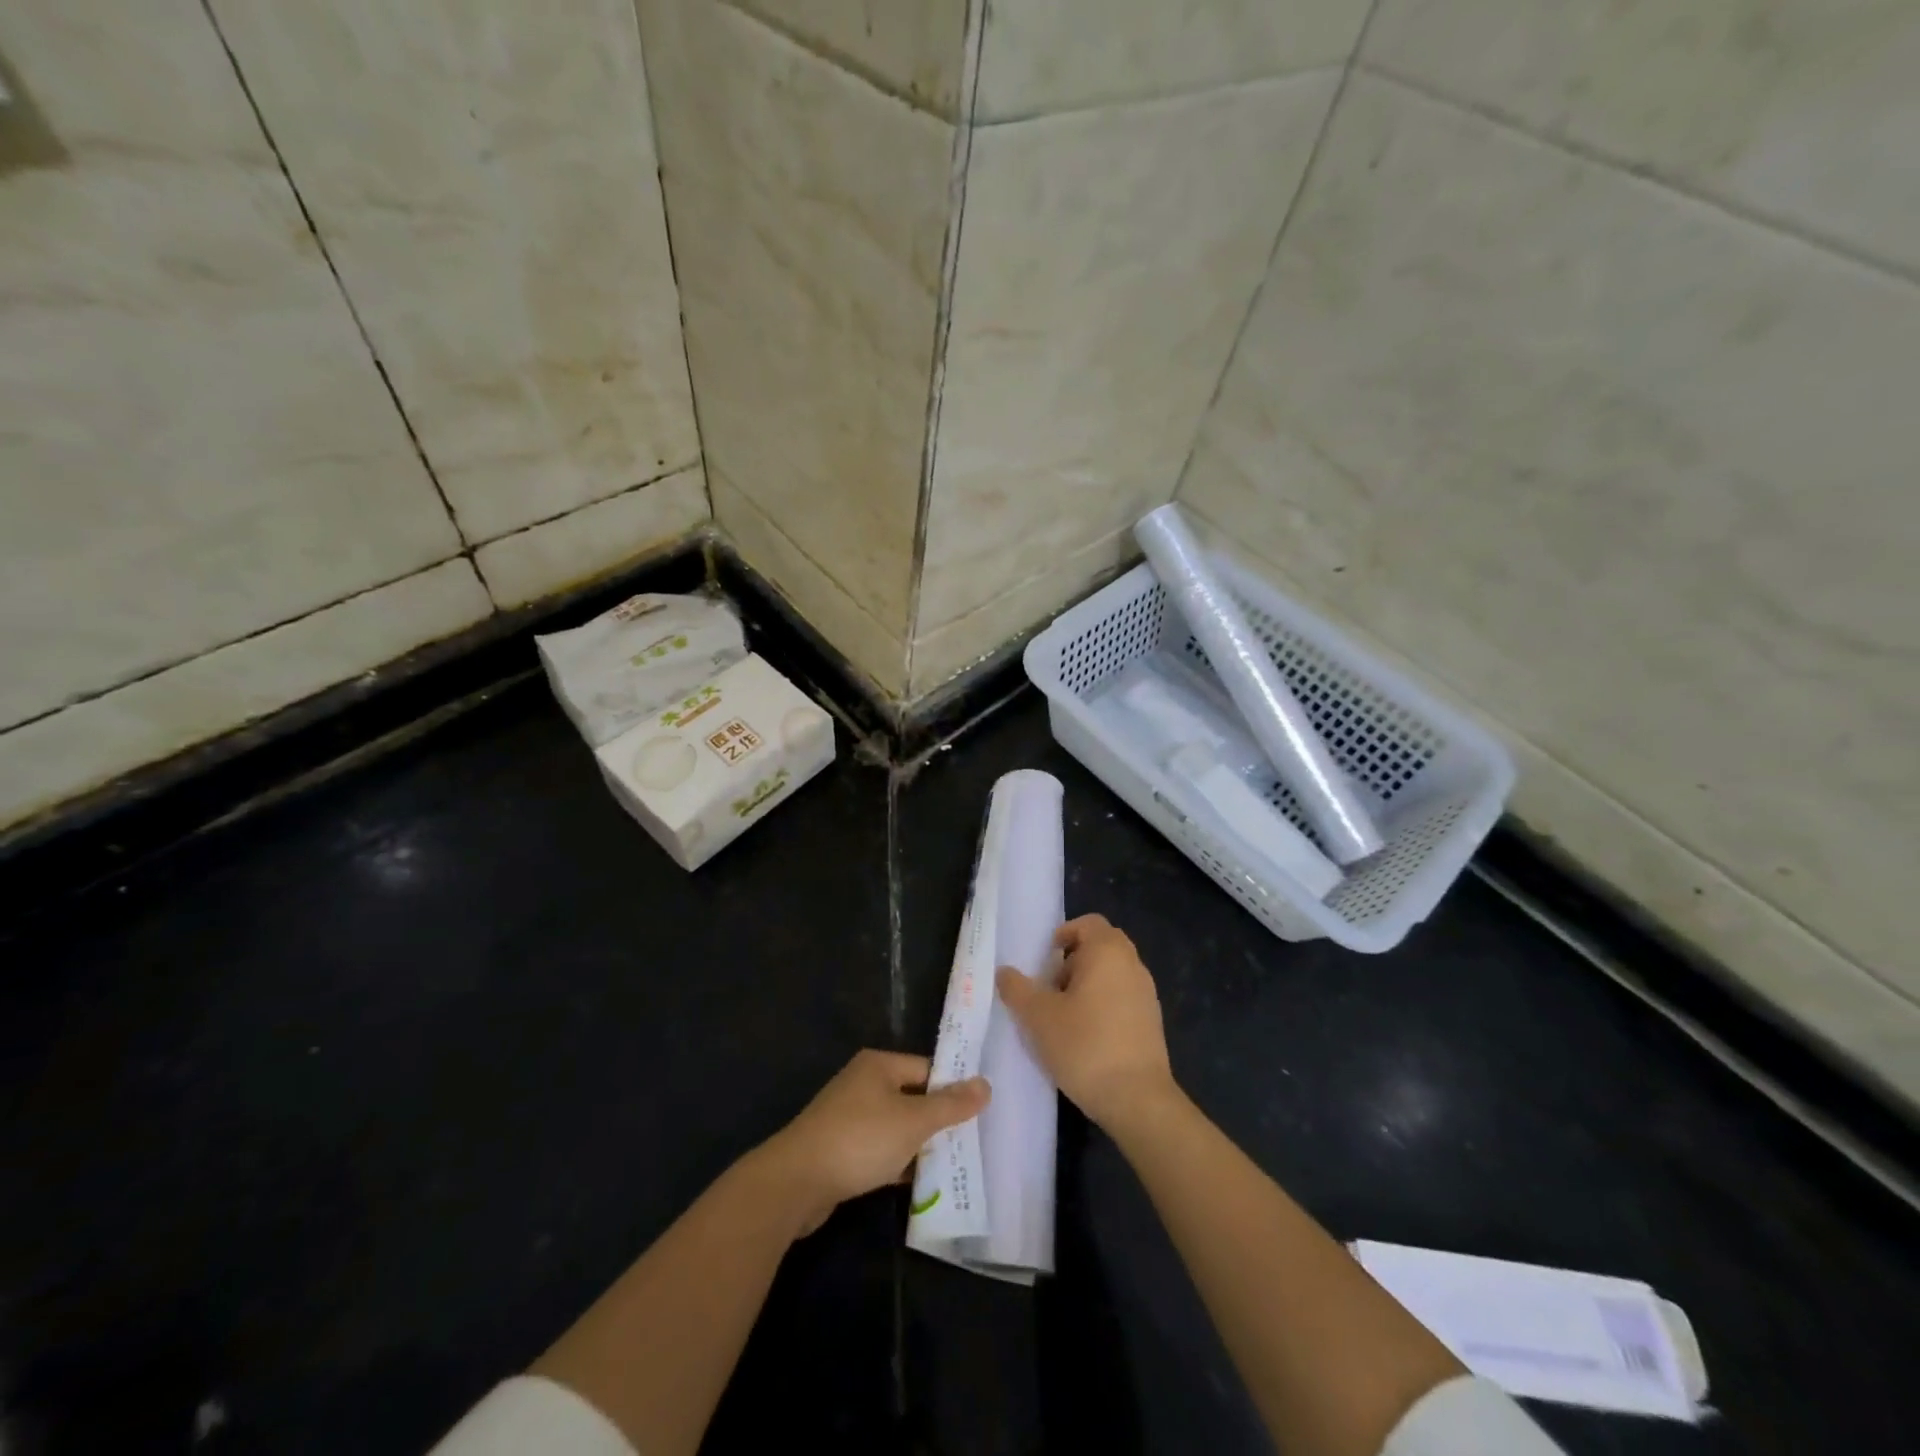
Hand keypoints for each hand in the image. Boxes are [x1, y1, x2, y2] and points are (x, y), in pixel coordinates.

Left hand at [751, 1050, 989, 1236]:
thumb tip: (986, 1084)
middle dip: (937, 1122)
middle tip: (970, 1144)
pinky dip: (897, 1162)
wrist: (795, 1182)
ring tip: (951, 1167)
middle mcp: (862, 1083)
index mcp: (879, 1065)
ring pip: (896, 1126)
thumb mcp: (913, 1121)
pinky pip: (878, 1149)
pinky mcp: (839, 1148)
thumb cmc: (860, 1139)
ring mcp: (848, 1116)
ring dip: (918, 1145)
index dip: (952, 1090)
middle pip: (912, 1097)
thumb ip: (951, 1105)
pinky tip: (916, 1183)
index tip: (978, 1115)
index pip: (927, 1070)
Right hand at [996, 914, 1175, 1130]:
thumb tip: (1004, 972)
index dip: (1063, 935)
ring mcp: (1147, 993)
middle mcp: (1132, 964)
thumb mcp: (1038, 1016)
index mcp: (1108, 951)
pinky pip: (1123, 997)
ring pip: (1111, 974)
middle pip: (1100, 947)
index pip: (1087, 923)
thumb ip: (1017, 989)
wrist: (1137, 1099)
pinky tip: (1086, 1037)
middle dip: (1072, 962)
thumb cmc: (1084, 1045)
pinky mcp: (1152, 1021)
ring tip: (1064, 1017)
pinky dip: (1103, 1005)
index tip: (1044, 962)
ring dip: (1087, 985)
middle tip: (1050, 989)